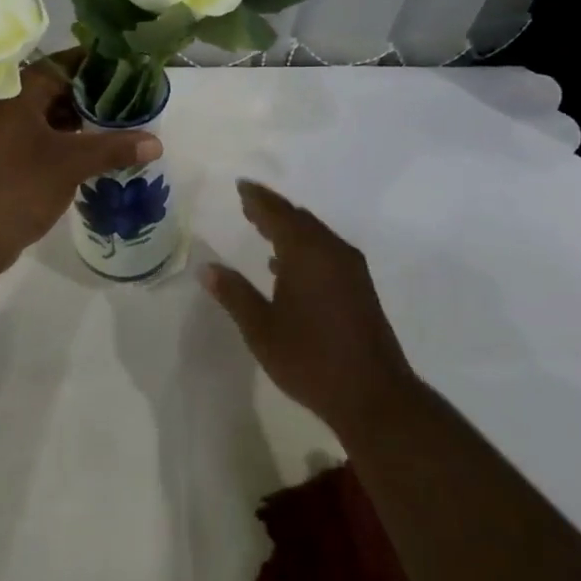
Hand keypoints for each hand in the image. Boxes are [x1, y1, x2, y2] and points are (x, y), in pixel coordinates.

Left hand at [0, 56, 162, 276]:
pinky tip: (93, 150)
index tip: (132, 69)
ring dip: (80, 120)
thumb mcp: (70, 164)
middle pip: (57, 88)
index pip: (64, 63)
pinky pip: (40, 137)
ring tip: (120, 125)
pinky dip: (65, 140)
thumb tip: (157, 142)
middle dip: (94, 95)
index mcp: (16, 91)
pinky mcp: (2, 155)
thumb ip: (113, 149)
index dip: (98, 64)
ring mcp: (0, 130)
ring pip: (49, 114)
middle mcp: (5, 102)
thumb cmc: (15, 187)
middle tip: (133, 100)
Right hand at [203, 179, 416, 436]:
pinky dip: (304, 246)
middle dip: (272, 209)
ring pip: (315, 234)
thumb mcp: (262, 329)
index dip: (257, 198)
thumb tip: (206, 269)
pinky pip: (326, 250)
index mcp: (306, 253)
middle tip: (247, 203)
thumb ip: (234, 294)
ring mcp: (351, 269)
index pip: (277, 213)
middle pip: (299, 219)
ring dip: (289, 227)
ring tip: (262, 227)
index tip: (241, 185)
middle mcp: (332, 251)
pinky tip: (287, 265)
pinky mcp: (360, 287)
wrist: (374, 395)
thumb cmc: (310, 359)